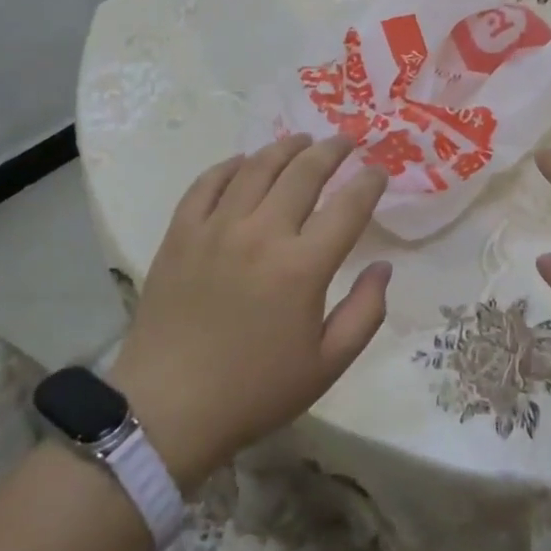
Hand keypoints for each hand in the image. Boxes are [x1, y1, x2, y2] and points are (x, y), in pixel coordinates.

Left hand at [108, 134, 390, 491]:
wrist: (166, 411)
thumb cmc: (254, 391)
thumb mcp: (326, 366)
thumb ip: (365, 313)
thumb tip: (383, 267)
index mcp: (303, 267)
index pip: (348, 206)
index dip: (370, 182)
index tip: (379, 172)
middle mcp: (262, 234)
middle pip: (304, 172)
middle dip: (332, 150)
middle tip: (345, 141)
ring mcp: (217, 228)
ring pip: (257, 167)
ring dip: (285, 147)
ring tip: (302, 140)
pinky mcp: (181, 233)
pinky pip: (207, 183)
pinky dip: (230, 165)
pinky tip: (244, 162)